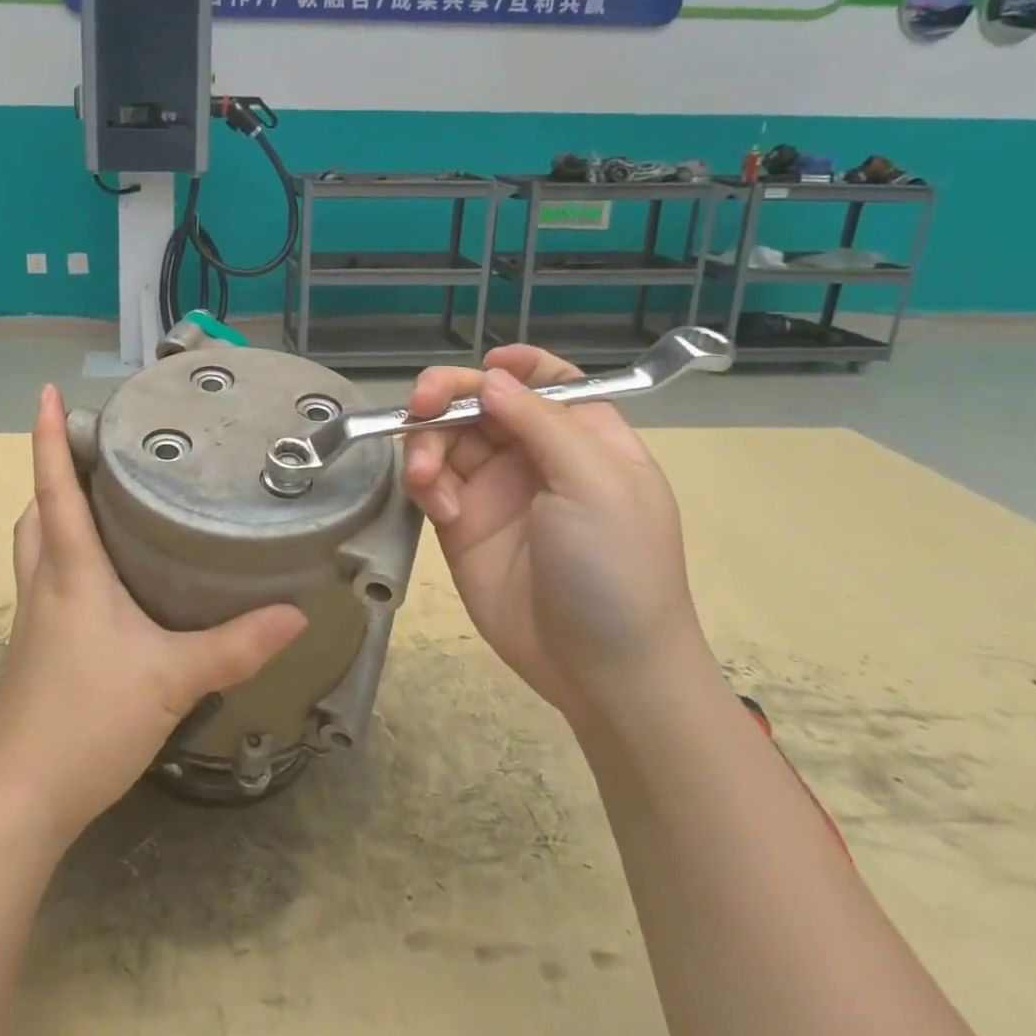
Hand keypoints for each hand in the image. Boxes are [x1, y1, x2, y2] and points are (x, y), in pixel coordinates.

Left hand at [0, 385, 306, 846]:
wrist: (20, 799)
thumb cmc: (88, 720)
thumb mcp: (173, 678)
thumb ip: (236, 646)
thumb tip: (295, 614)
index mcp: (71, 571)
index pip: (56, 487)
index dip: (50, 437)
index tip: (45, 393)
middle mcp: (44, 583)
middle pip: (37, 510)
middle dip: (54, 471)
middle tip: (94, 450)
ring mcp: (32, 617)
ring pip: (33, 544)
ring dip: (52, 512)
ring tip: (94, 501)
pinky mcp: (32, 647)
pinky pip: (41, 577)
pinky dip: (59, 554)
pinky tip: (97, 578)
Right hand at [401, 347, 710, 721]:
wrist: (600, 670)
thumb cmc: (616, 567)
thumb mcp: (595, 484)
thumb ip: (541, 422)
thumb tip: (491, 378)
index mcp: (583, 438)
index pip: (547, 381)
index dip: (515, 365)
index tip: (484, 366)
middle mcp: (534, 456)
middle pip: (481, 402)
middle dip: (447, 396)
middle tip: (419, 407)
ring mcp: (494, 490)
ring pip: (446, 439)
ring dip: (427, 446)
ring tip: (428, 479)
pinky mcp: (460, 524)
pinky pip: (430, 483)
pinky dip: (425, 485)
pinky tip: (441, 509)